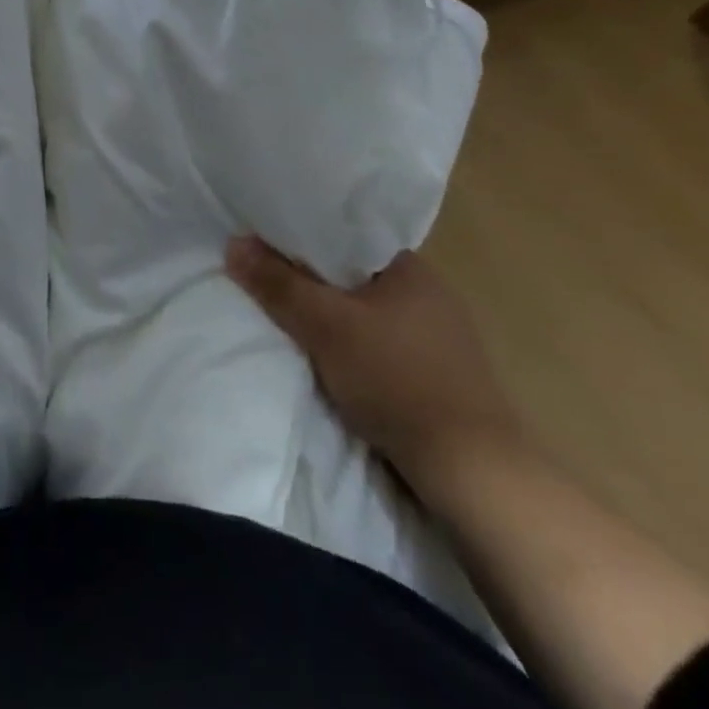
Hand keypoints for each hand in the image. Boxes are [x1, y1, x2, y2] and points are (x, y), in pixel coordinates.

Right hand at [225, 237, 522, 498]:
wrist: (474, 473)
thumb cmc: (397, 381)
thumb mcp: (325, 327)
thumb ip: (278, 284)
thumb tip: (233, 243)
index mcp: (410, 267)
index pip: (343, 235)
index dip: (301, 238)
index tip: (264, 245)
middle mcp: (429, 292)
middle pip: (351, 274)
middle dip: (311, 280)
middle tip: (267, 282)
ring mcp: (439, 336)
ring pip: (365, 311)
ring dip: (332, 316)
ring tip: (290, 319)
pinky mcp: (439, 375)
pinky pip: (381, 342)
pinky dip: (353, 345)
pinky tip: (331, 359)